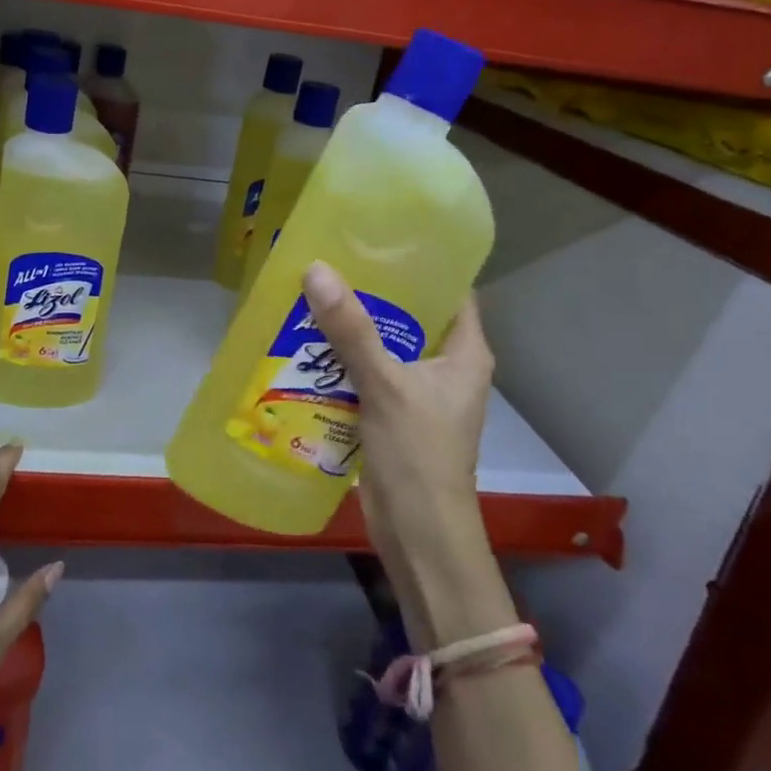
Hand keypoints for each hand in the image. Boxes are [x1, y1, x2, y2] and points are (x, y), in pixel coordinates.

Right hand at [302, 261, 507, 646]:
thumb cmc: (419, 455)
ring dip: (350, 325)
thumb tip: (315, 269)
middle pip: (409, 314)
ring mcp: (418, 392)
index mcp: (464, 352)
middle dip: (372, 290)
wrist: (419, 536)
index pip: (450, 290)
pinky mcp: (391, 413)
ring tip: (310, 290)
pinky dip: (340, 358)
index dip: (421, 261)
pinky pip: (364, 372)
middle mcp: (445, 366)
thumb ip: (351, 329)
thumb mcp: (385, 385)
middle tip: (331, 259)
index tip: (379, 234)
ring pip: (382, 344)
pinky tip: (305, 340)